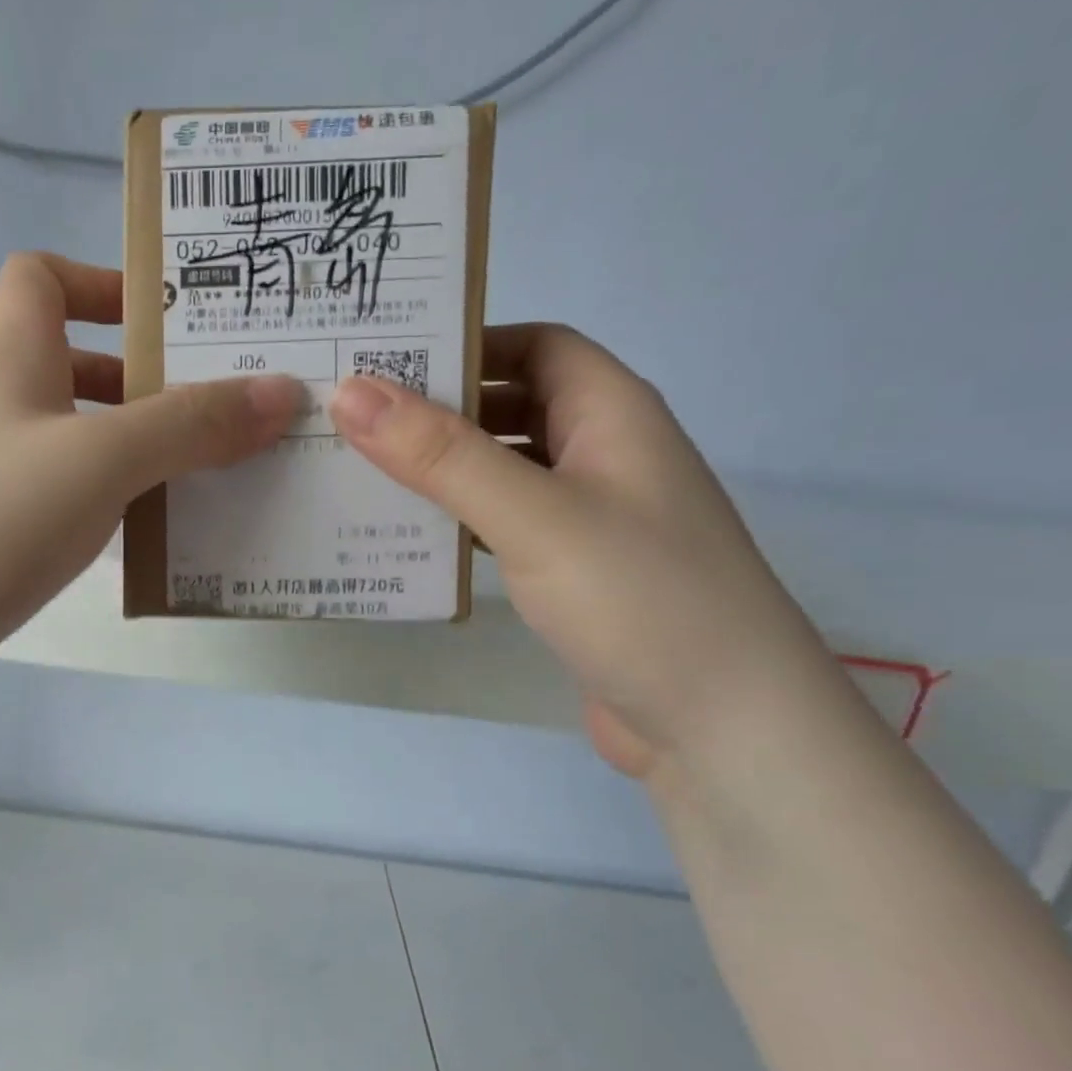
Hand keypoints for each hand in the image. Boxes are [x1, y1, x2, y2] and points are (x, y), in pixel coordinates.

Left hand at [0, 253, 300, 700]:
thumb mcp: (100, 460)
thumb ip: (189, 425)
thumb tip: (281, 392)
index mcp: (11, 364)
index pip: (39, 278)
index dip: (100, 281)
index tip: (164, 319)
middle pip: (72, 369)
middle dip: (145, 383)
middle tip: (220, 411)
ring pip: (76, 446)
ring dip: (136, 456)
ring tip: (209, 480)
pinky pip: (67, 508)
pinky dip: (111, 513)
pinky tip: (153, 542)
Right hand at [330, 324, 832, 775]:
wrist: (721, 727)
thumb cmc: (639, 598)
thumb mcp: (533, 515)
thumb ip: (442, 455)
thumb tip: (351, 392)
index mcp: (612, 413)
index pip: (534, 345)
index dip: (467, 343)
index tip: (386, 360)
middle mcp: (603, 454)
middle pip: (513, 405)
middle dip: (440, 408)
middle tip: (350, 419)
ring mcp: (589, 516)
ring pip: (503, 469)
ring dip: (442, 469)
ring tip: (360, 474)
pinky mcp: (571, 571)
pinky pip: (503, 524)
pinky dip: (458, 520)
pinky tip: (410, 536)